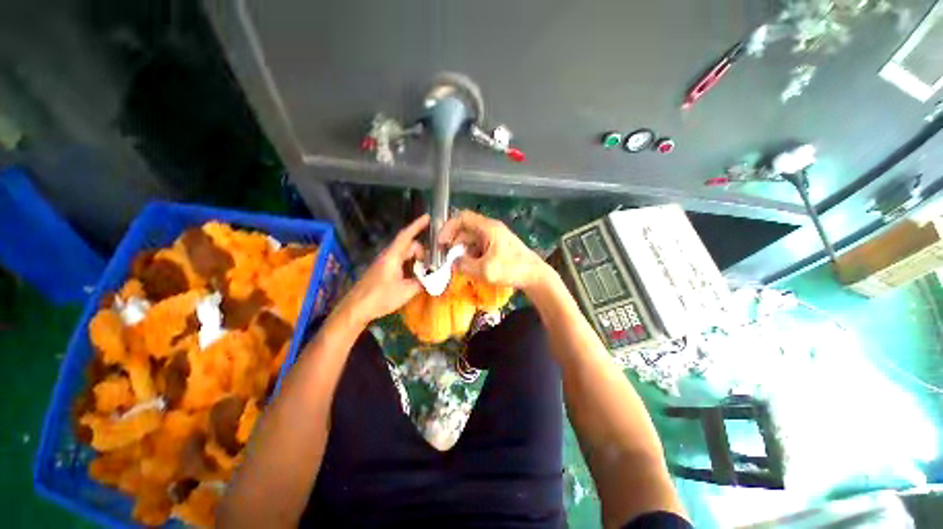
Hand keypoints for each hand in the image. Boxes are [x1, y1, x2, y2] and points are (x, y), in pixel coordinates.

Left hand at [339, 214, 428, 324]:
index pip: (406, 236)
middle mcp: (388, 256)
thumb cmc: (380, 297)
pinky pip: (399, 262)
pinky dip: (409, 265)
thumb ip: (421, 283)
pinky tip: (415, 276)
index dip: (417, 225)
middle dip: (421, 251)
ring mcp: (384, 264)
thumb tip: (433, 279)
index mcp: (392, 257)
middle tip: (433, 262)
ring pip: (403, 255)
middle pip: (407, 246)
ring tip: (426, 270)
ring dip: (415, 259)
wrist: (356, 308)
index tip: (428, 217)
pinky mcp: (382, 271)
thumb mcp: (406, 292)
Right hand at [438, 210, 549, 289]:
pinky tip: (467, 266)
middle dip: (453, 242)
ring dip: (461, 250)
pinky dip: (470, 254)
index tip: (440, 242)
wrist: (534, 276)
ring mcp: (494, 238)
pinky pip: (478, 247)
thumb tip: (453, 263)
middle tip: (444, 256)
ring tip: (454, 264)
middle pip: (465, 229)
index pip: (462, 218)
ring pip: (471, 239)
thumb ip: (464, 265)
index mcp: (488, 228)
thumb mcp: (485, 270)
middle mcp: (490, 229)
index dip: (448, 227)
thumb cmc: (511, 269)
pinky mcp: (496, 247)